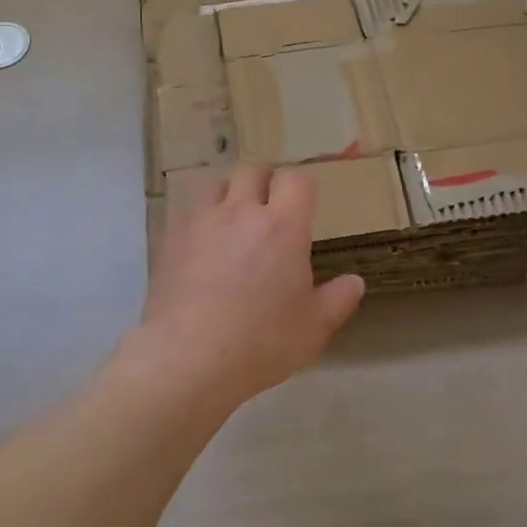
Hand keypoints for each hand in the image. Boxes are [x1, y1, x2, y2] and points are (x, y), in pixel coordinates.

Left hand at [127, 164, 365, 408]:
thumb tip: (355, 282)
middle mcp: (241, 212)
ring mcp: (201, 222)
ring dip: (229, 195)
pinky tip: (201, 246)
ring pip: (217, 184)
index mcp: (283, 226)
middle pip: (253, 170)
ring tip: (233, 222)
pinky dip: (200, 220)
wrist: (187, 357)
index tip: (305, 205)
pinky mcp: (170, 239)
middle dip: (265, 182)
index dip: (302, 187)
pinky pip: (188, 212)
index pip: (296, 180)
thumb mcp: (312, 328)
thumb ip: (337, 300)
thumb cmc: (260, 341)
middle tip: (269, 209)